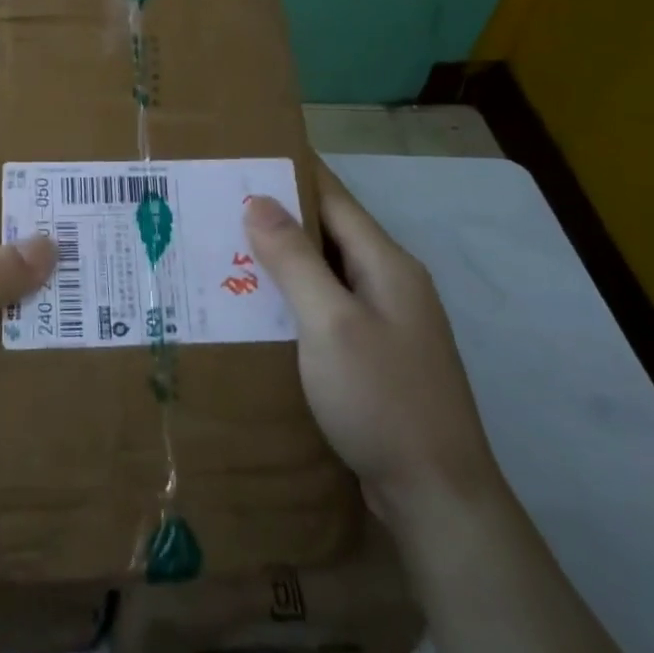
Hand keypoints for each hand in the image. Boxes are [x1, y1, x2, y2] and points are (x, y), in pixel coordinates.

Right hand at [244, 158, 503, 526]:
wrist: (437, 498)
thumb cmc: (382, 399)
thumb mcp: (330, 322)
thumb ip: (294, 258)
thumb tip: (258, 199)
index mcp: (386, 263)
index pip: (332, 196)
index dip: (290, 171)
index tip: (242, 154)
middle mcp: (389, 282)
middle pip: (327, 232)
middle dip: (275, 215)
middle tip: (216, 204)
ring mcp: (385, 321)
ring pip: (324, 272)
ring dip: (280, 258)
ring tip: (223, 248)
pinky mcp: (373, 355)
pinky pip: (326, 308)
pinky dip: (291, 297)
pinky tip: (255, 307)